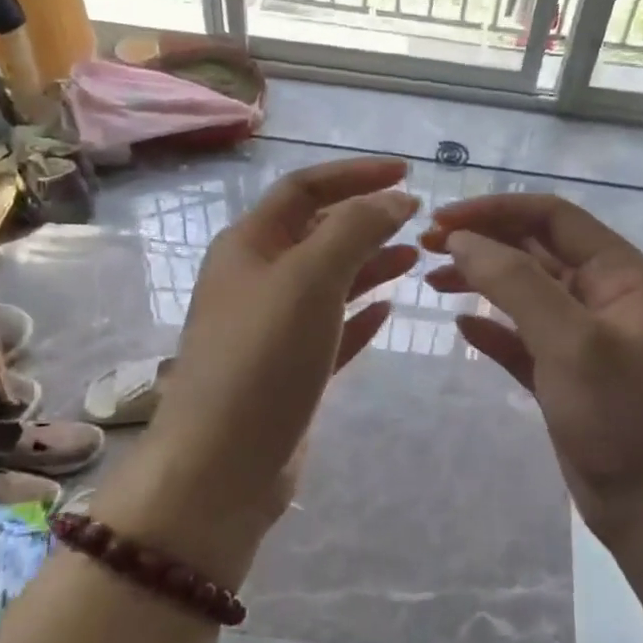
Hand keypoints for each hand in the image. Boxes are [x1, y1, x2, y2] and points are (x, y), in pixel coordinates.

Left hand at [107, 158, 419, 581]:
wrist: (222, 467)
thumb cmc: (262, 360)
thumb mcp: (309, 279)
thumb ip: (355, 229)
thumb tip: (396, 198)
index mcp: (249, 245)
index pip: (305, 188)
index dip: (355, 175)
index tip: (408, 174)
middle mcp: (257, 279)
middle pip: (317, 233)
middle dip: (367, 220)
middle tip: (421, 222)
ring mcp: (272, 328)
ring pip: (328, 281)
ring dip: (370, 264)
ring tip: (416, 258)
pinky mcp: (289, 370)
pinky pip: (331, 329)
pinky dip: (360, 314)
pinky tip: (388, 309)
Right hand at [422, 194, 642, 546]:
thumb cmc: (622, 417)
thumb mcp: (571, 342)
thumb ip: (516, 283)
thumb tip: (460, 239)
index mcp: (619, 274)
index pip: (551, 217)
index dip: (494, 211)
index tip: (439, 220)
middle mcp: (602, 296)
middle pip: (534, 249)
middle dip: (482, 242)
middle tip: (425, 248)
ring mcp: (582, 337)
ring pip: (524, 293)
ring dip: (480, 281)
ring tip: (432, 283)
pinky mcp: (564, 375)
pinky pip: (521, 338)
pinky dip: (491, 329)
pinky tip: (461, 329)